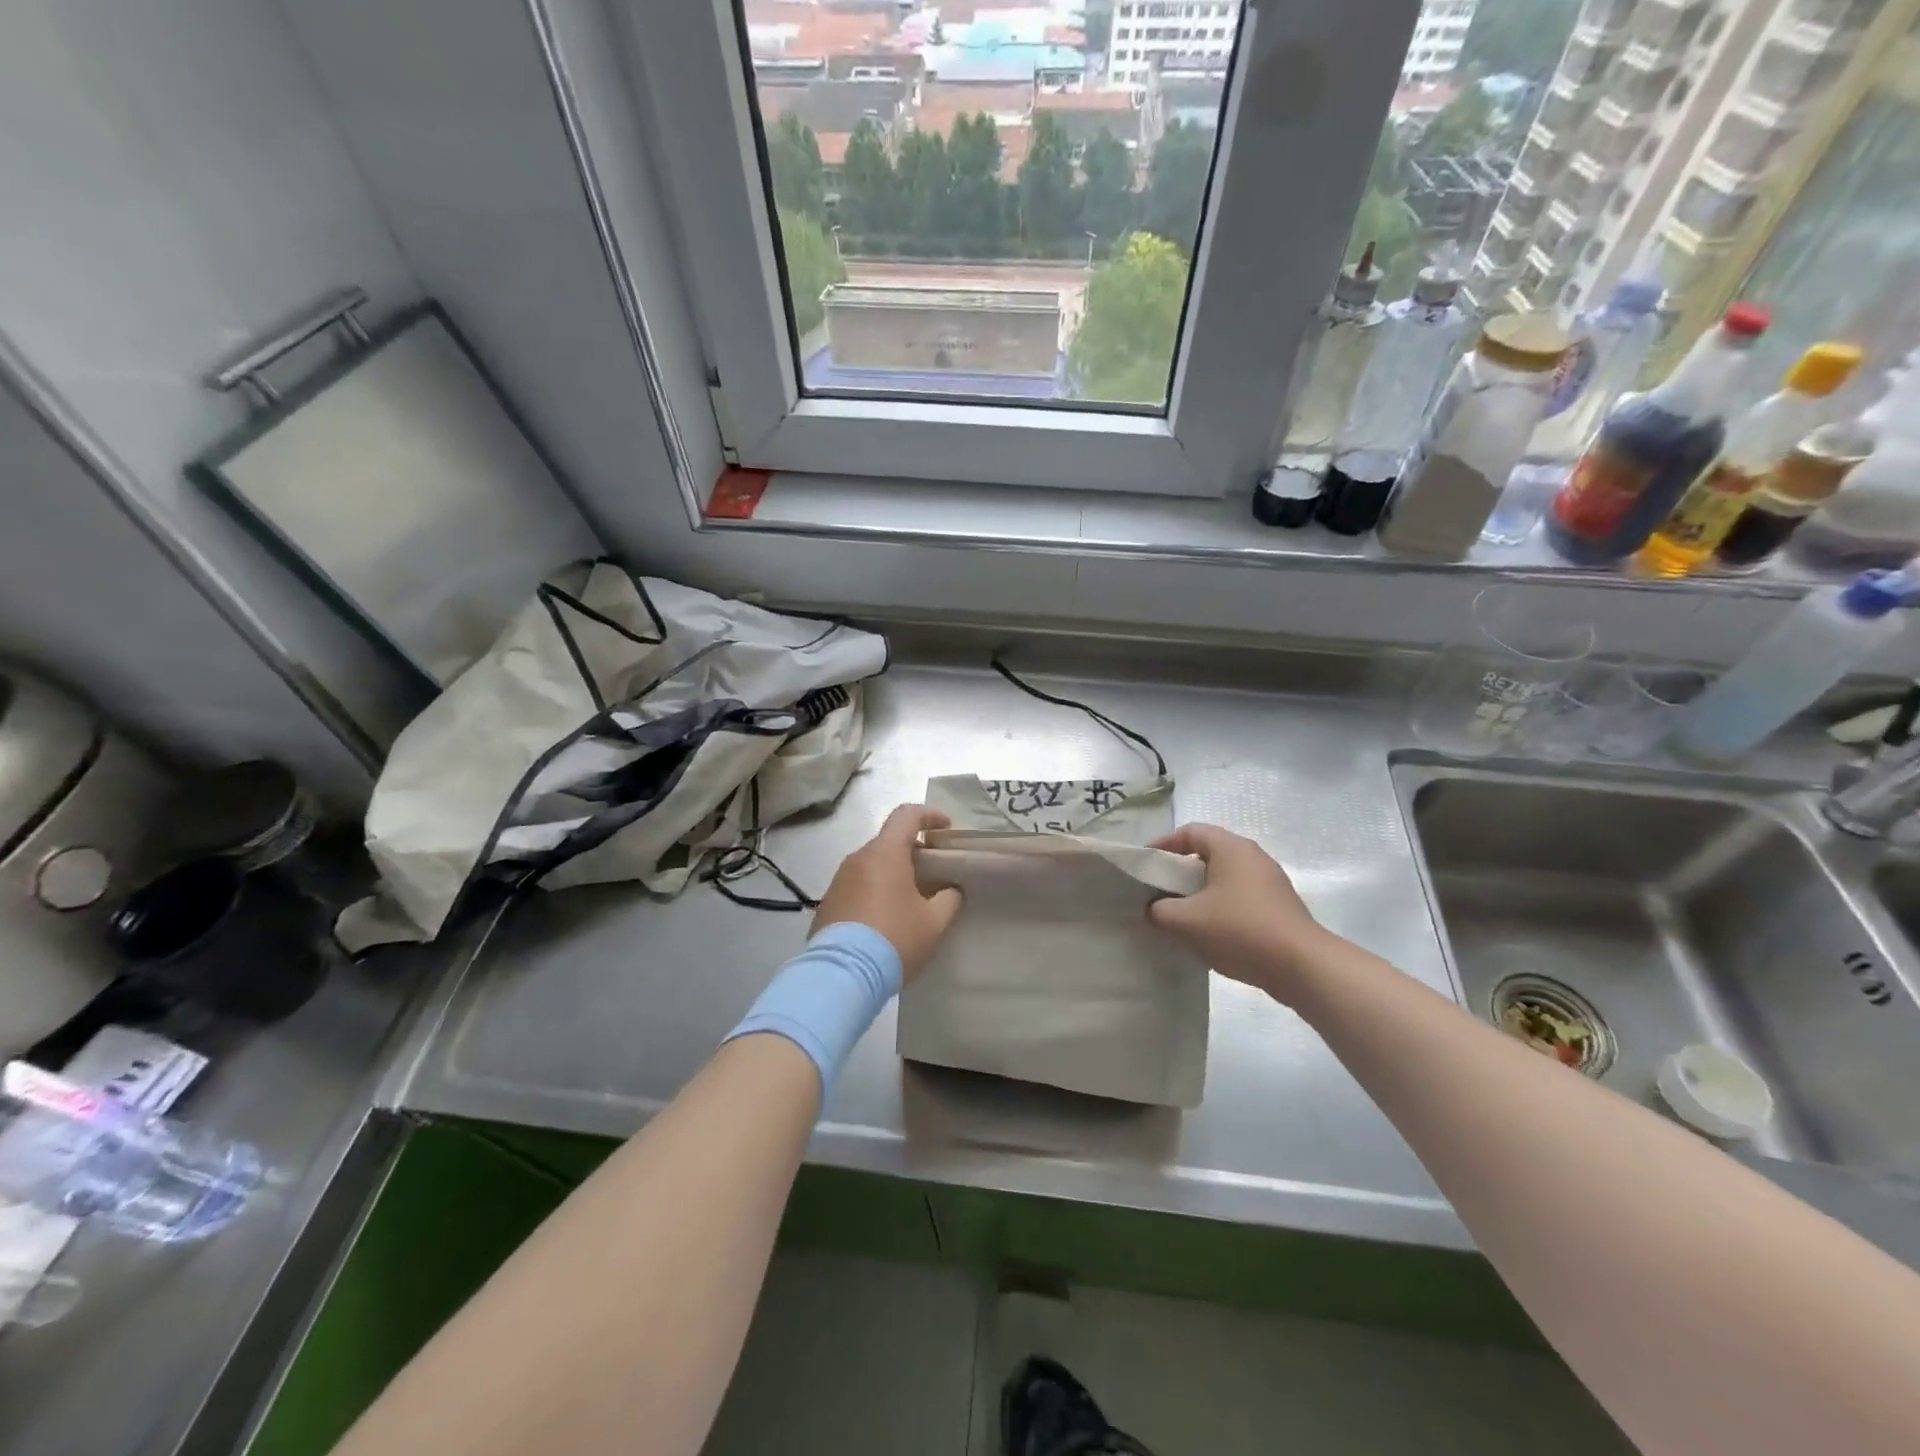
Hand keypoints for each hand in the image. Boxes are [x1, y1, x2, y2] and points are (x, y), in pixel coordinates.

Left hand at [813, 804, 962, 979]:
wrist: (842, 975)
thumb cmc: (894, 939)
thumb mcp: (934, 923)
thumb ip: (949, 899)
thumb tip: (951, 890)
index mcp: (885, 853)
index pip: (906, 815)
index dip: (929, 815)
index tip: (946, 829)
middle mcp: (858, 859)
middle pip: (889, 842)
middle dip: (913, 852)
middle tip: (934, 874)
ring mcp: (838, 881)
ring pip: (872, 866)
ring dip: (893, 874)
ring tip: (911, 901)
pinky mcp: (827, 904)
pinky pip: (857, 887)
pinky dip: (874, 893)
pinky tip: (886, 921)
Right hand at [1147, 823, 1333, 1001]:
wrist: (1302, 966)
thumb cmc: (1239, 929)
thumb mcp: (1187, 921)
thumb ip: (1160, 910)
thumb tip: (1153, 909)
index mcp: (1231, 848)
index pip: (1190, 831)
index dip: (1163, 844)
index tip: (1145, 864)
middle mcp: (1253, 856)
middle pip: (1208, 853)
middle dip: (1180, 870)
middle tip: (1159, 890)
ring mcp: (1270, 881)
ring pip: (1224, 877)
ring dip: (1200, 891)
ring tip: (1181, 914)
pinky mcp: (1279, 905)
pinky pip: (1240, 896)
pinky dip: (1219, 906)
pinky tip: (1210, 931)